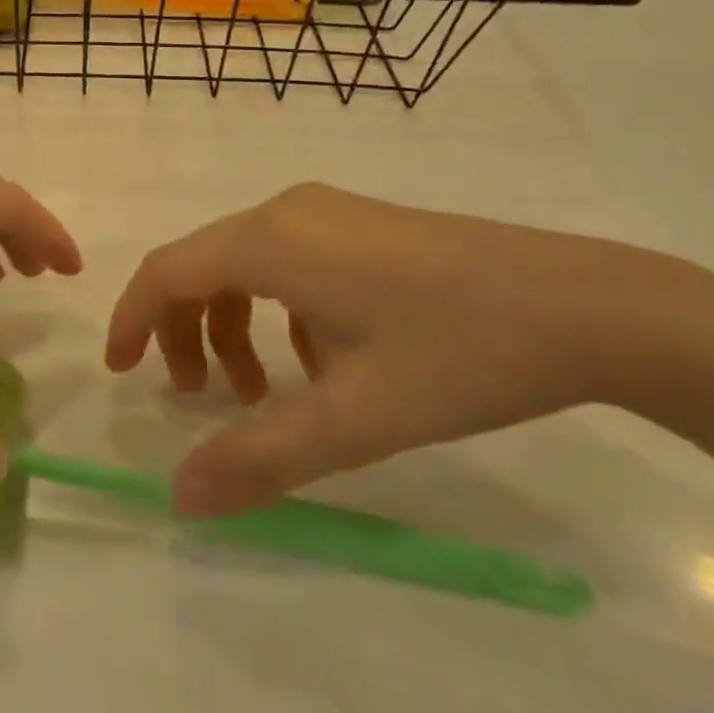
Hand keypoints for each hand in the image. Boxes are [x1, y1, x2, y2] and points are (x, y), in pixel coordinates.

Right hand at [106, 184, 707, 515]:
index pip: (167, 270)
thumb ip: (260, 459)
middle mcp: (288, 212)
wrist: (593, 306)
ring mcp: (330, 213)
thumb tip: (180, 500)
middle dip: (184, 332)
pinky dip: (279, 313)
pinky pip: (291, 262)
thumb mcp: (355, 417)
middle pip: (202, 265)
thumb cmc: (461, 353)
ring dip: (234, 326)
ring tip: (263, 393)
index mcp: (271, 240)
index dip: (131, 318)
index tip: (120, 371)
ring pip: (247, 265)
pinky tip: (323, 363)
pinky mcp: (364, 227)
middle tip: (200, 399)